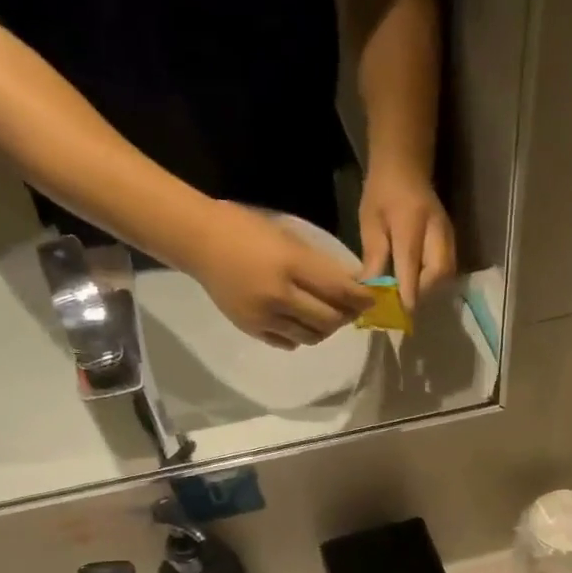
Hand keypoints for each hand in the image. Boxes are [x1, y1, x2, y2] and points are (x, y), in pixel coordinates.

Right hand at [189, 202, 372, 347]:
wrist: (199, 242)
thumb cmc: (246, 229)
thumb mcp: (288, 237)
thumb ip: (319, 263)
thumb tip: (351, 283)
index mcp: (290, 264)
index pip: (338, 289)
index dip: (360, 298)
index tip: (371, 299)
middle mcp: (279, 295)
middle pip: (329, 319)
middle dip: (346, 316)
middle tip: (351, 310)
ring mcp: (264, 316)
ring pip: (312, 336)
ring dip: (326, 329)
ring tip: (328, 317)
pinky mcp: (252, 329)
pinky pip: (289, 342)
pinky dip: (302, 336)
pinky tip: (302, 323)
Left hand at [358, 163, 455, 310]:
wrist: (405, 167)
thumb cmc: (382, 193)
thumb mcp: (370, 222)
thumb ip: (374, 257)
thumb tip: (372, 291)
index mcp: (411, 222)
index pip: (412, 264)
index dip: (407, 292)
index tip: (400, 313)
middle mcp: (436, 230)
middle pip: (438, 272)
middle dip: (422, 293)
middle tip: (402, 304)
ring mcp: (448, 235)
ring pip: (446, 273)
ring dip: (429, 290)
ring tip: (409, 296)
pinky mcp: (452, 240)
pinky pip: (447, 269)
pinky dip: (434, 282)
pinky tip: (418, 285)